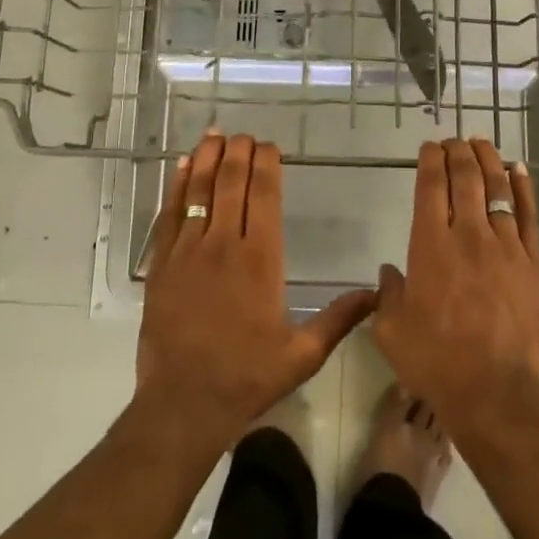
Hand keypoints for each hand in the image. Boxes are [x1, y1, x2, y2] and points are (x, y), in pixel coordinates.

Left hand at [136, 130, 375, 451]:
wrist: (183, 404)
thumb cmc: (247, 377)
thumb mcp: (302, 354)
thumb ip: (340, 318)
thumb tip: (377, 293)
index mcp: (261, 260)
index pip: (264, 196)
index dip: (266, 165)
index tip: (270, 147)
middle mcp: (224, 245)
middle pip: (232, 183)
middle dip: (238, 152)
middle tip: (244, 135)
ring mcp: (188, 251)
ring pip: (200, 190)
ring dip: (209, 158)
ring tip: (216, 134)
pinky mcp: (162, 263)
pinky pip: (170, 213)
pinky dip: (178, 185)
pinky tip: (185, 166)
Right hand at [374, 139, 538, 430]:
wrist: (494, 393)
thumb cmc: (435, 362)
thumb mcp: (391, 331)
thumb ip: (388, 294)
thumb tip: (390, 272)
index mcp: (430, 246)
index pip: (431, 186)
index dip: (430, 160)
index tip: (429, 147)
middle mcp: (468, 235)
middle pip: (465, 178)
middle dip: (457, 152)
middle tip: (453, 141)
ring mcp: (505, 246)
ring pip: (497, 188)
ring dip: (488, 160)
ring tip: (481, 143)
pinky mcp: (532, 262)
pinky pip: (529, 214)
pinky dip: (522, 187)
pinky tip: (517, 169)